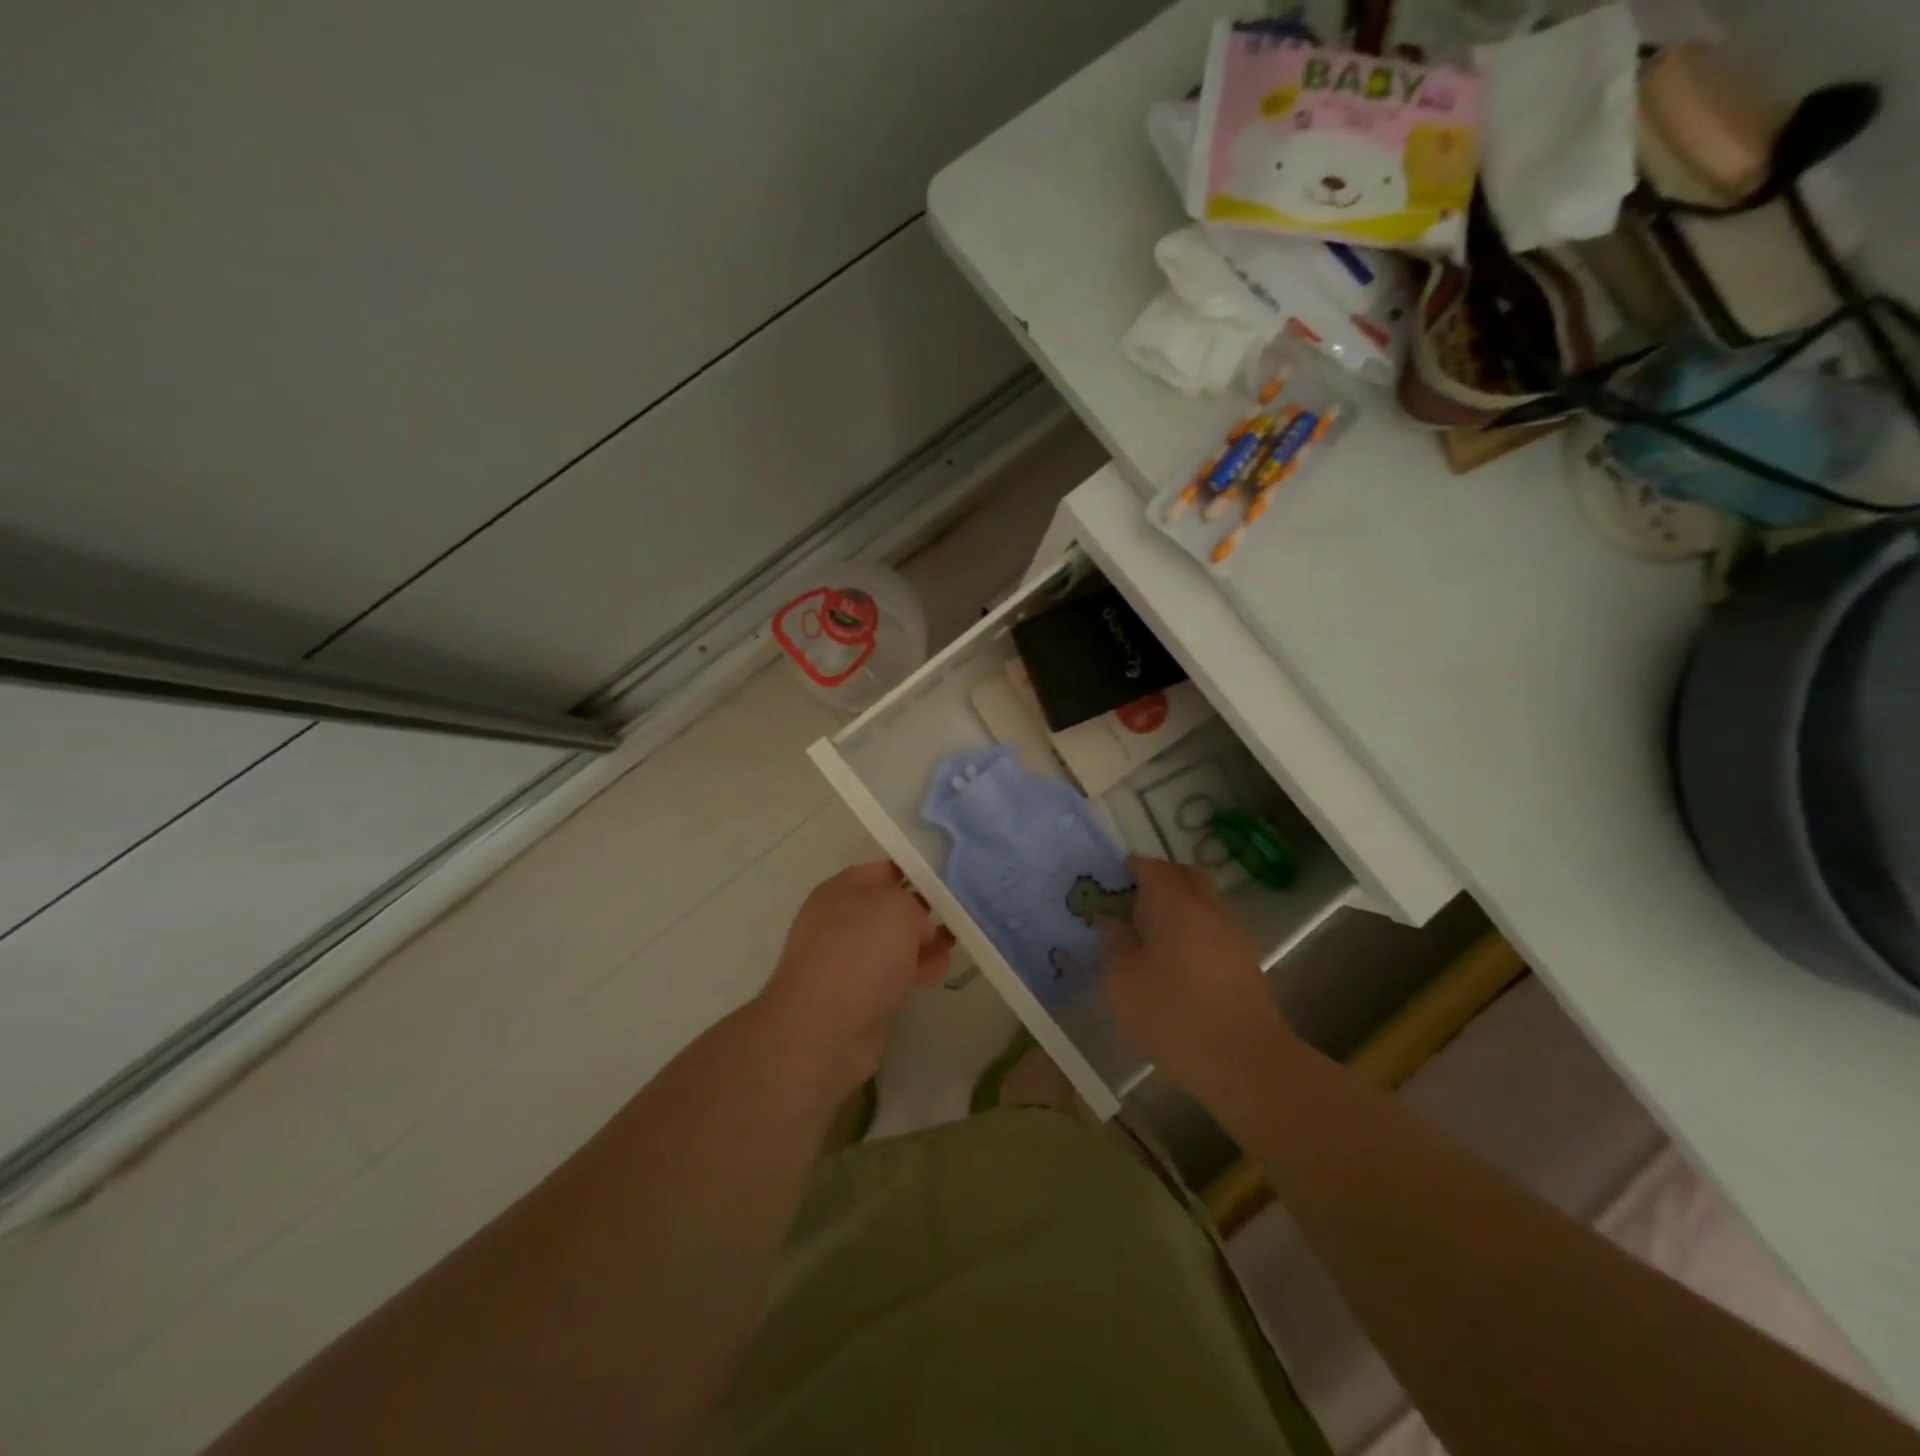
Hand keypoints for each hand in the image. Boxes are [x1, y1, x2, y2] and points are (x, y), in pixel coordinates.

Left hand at [758, 861, 952, 1095]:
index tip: (947, 880)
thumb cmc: (859, 953)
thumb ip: (915, 905)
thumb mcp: (898, 908)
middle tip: (957, 913)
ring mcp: (845, 960)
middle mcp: (839, 921)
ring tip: (955, 942)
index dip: (914, 872)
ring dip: (922, 943)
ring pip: (891, 943)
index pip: (882, 871)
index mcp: (840, 890)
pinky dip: (915, 970)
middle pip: (887, 909)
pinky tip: (941, 970)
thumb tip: (919, 926)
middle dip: (921, 911)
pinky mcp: (856, 996)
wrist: (822, 1029)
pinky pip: (891, 974)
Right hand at [1102, 856, 1292, 1103]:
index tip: (1108, 883)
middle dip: (1159, 880)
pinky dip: (1195, 931)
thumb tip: (1112, 921)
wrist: (1244, 1062)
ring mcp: (1233, 934)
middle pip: (1185, 875)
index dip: (1127, 868)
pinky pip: (1214, 929)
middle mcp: (1208, 908)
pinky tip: (1177, 962)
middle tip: (1131, 902)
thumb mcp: (1122, 981)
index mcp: (1174, 903)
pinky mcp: (1246, 962)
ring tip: (1151, 935)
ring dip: (1180, 906)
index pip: (1150, 866)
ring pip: (1204, 902)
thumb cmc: (1173, 1015)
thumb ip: (1113, 942)